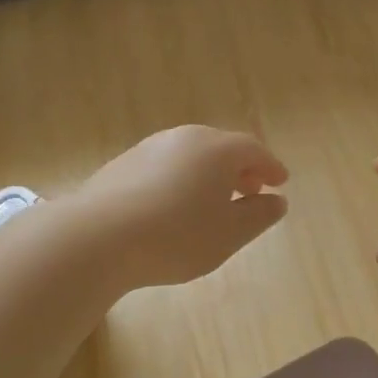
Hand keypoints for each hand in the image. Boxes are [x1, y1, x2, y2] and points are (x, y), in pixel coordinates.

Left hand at [70, 125, 288, 290]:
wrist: (96, 238)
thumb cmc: (176, 236)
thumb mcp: (229, 234)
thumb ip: (258, 216)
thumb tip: (276, 201)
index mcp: (217, 150)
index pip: (253, 150)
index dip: (270, 166)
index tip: (280, 182)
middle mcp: (184, 139)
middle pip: (221, 147)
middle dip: (240, 168)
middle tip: (251, 189)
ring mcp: (149, 148)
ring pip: (190, 155)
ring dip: (209, 173)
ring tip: (213, 200)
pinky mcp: (122, 164)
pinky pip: (165, 166)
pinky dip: (180, 179)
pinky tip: (174, 206)